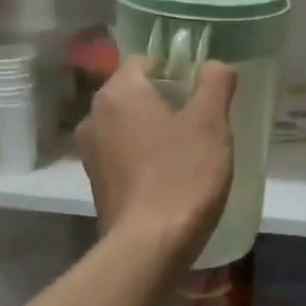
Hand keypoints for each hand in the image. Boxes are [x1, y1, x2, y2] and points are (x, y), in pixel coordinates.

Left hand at [76, 56, 235, 265]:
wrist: (149, 246)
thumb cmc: (182, 175)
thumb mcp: (210, 123)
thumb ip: (215, 82)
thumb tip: (213, 64)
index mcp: (118, 92)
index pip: (147, 59)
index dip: (178, 68)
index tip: (204, 91)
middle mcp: (94, 116)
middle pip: (137, 92)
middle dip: (169, 100)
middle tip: (204, 120)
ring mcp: (90, 152)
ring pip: (130, 124)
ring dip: (157, 130)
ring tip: (191, 150)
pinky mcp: (96, 182)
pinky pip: (124, 153)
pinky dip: (145, 155)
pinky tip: (171, 175)